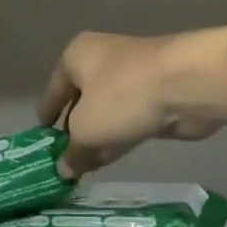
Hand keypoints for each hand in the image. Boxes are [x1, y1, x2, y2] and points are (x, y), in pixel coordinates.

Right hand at [36, 30, 226, 176]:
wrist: (187, 84)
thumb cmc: (122, 96)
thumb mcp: (86, 129)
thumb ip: (72, 151)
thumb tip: (63, 170)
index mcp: (77, 56)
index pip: (53, 90)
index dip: (46, 117)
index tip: (40, 142)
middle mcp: (102, 60)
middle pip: (81, 101)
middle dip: (73, 132)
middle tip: (61, 162)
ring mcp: (132, 78)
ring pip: (106, 113)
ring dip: (96, 139)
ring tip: (81, 170)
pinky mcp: (156, 96)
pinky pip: (128, 121)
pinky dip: (118, 139)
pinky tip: (107, 162)